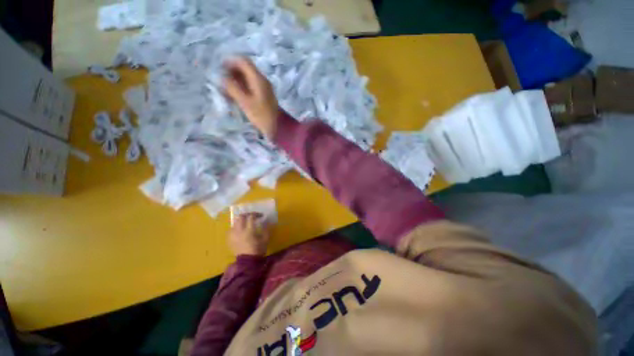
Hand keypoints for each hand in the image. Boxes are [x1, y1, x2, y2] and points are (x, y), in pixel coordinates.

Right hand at [224, 57, 279, 138]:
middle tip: (221, 80)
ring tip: (225, 89)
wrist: (277, 127)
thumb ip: (233, 88)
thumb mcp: (245, 102)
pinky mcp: (264, 95)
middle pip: (245, 69)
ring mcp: (264, 88)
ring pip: (247, 78)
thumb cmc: (261, 115)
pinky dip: (242, 87)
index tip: (220, 68)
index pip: (243, 61)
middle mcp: (262, 80)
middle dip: (232, 72)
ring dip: (236, 80)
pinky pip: (251, 86)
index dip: (230, 62)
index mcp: (258, 79)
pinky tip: (235, 95)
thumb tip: (222, 78)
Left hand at [229, 213, 269, 256]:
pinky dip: (236, 227)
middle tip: (252, 216)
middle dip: (247, 215)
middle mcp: (239, 231)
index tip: (261, 215)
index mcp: (249, 230)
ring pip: (235, 222)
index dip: (256, 214)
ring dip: (241, 220)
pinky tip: (240, 230)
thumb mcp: (265, 239)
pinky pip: (231, 229)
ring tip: (245, 223)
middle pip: (241, 217)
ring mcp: (233, 235)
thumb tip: (266, 221)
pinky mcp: (229, 239)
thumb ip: (266, 229)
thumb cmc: (258, 250)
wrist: (247, 262)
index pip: (251, 217)